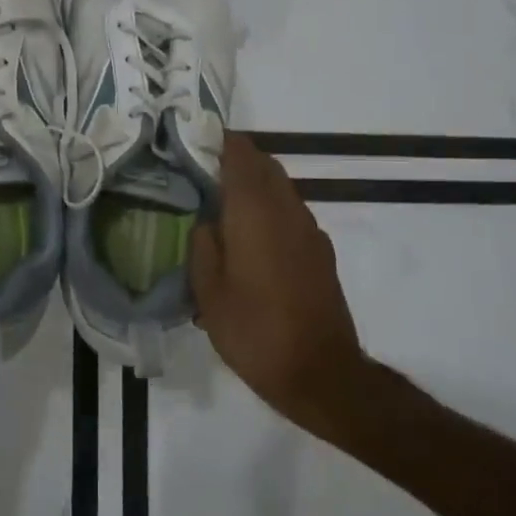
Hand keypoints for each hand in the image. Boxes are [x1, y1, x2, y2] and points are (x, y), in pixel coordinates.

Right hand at [190, 133, 371, 429]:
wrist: (321, 373)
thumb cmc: (255, 332)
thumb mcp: (209, 293)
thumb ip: (203, 247)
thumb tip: (207, 222)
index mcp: (255, 212)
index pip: (240, 154)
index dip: (218, 142)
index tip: (193, 143)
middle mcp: (287, 210)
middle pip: (264, 165)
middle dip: (235, 161)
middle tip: (202, 174)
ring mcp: (310, 230)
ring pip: (281, 188)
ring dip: (254, 186)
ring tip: (223, 207)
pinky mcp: (321, 252)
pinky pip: (291, 213)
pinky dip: (270, 210)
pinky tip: (251, 241)